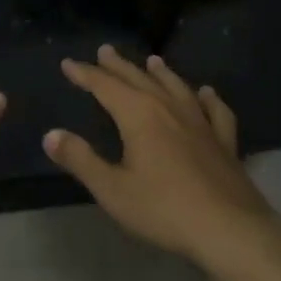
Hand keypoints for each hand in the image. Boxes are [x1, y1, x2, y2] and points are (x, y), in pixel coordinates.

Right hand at [43, 45, 272, 262]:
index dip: (85, 74)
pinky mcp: (224, 142)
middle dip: (118, 66)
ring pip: (176, 88)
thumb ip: (80, 159)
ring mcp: (201, 123)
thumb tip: (50, 135)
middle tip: (105, 50)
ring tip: (152, 61)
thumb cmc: (164, 209)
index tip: (68, 63)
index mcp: (139, 116)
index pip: (105, 86)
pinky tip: (206, 93)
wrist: (229, 229)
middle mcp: (169, 109)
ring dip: (161, 73)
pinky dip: (208, 98)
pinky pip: (215, 111)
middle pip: (139, 79)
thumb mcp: (112, 189)